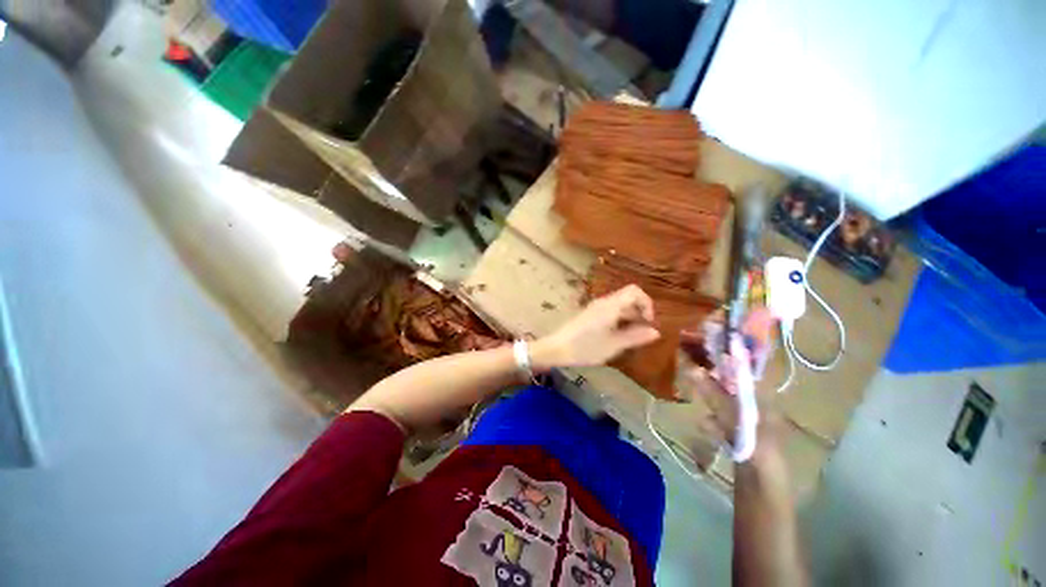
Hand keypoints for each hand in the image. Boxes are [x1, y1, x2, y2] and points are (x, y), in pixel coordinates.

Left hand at [530, 285, 660, 369]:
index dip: (647, 304)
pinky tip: (618, 337)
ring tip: (633, 338)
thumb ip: (635, 337)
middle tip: (644, 333)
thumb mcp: (613, 345)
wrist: (557, 348)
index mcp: (610, 305)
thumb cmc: (586, 347)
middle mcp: (604, 302)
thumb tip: (656, 331)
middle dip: (640, 313)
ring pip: (619, 306)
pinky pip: (610, 312)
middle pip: (628, 298)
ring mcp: (595, 308)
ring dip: (630, 318)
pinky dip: (620, 321)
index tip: (649, 323)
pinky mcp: (590, 315)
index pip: (635, 291)